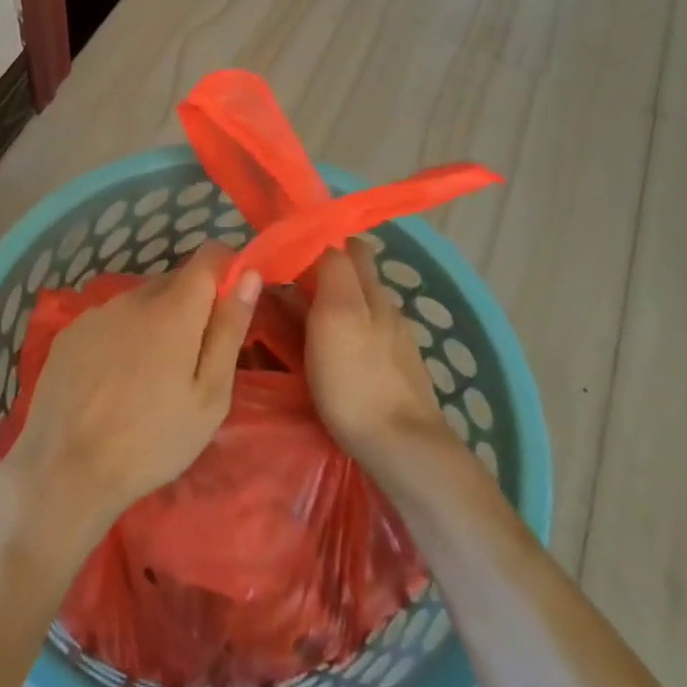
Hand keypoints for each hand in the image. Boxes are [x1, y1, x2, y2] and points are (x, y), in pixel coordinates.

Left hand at [2, 242, 259, 534]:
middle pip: (174, 281)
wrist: (66, 469)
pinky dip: (121, 337)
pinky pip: (109, 321)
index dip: (226, 269)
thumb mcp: (209, 395)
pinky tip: (114, 380)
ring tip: (150, 377)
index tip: (231, 302)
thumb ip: (229, 329)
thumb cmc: (152, 440)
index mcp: (173, 308)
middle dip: (191, 306)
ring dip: (154, 322)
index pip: (208, 256)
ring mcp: (96, 313)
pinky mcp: (69, 332)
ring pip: (140, 302)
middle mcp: (132, 297)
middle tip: (193, 359)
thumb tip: (249, 276)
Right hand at [303, 243, 452, 476]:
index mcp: (370, 289)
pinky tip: (329, 354)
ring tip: (296, 322)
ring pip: (358, 306)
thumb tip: (323, 239)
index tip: (285, 251)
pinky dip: (344, 334)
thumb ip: (331, 271)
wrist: (403, 447)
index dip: (318, 241)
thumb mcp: (334, 315)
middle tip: (283, 288)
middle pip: (354, 275)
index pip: (346, 246)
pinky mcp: (396, 371)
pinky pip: (364, 337)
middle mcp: (386, 307)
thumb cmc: (356, 379)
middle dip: (322, 273)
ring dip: (331, 305)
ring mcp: (395, 341)